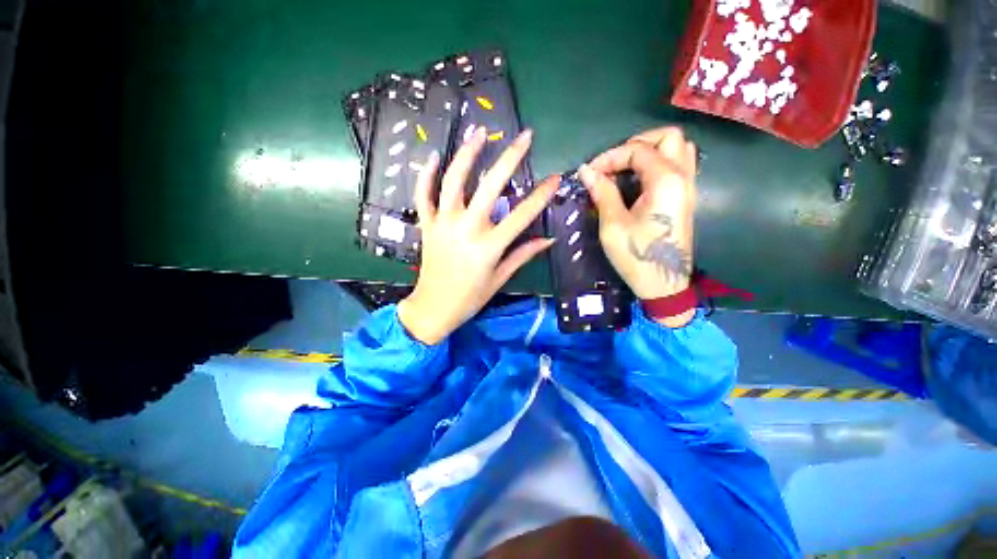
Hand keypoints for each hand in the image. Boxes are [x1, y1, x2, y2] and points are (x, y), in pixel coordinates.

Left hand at [397, 127, 558, 344]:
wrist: (434, 307)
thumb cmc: (470, 297)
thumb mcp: (500, 278)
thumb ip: (523, 255)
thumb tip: (549, 239)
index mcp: (488, 246)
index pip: (521, 215)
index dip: (541, 196)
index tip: (556, 178)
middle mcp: (466, 229)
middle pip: (490, 187)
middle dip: (510, 158)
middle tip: (525, 137)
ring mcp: (443, 224)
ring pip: (453, 181)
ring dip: (467, 154)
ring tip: (480, 132)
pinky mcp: (427, 225)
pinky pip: (423, 195)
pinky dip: (425, 174)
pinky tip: (433, 156)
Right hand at [578, 127, 697, 327]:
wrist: (663, 283)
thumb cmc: (637, 256)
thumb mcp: (613, 225)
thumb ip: (603, 192)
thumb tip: (587, 171)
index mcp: (666, 181)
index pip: (638, 150)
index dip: (610, 157)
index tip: (590, 173)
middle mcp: (683, 177)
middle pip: (667, 137)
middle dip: (636, 143)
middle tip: (613, 163)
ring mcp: (688, 187)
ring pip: (676, 148)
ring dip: (649, 150)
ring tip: (624, 168)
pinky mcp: (685, 197)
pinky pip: (677, 165)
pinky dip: (656, 162)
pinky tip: (637, 179)